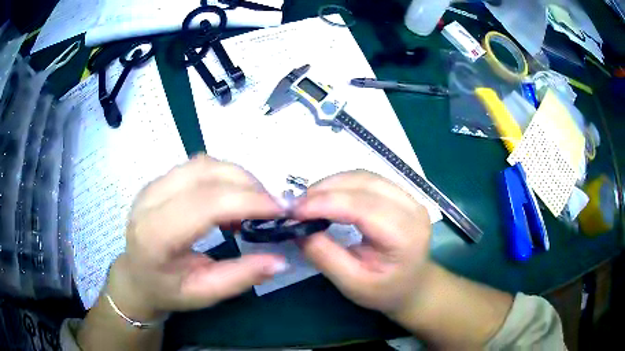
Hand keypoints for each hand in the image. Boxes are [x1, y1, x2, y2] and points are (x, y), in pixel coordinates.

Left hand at [106, 155, 287, 319]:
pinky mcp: (159, 180)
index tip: (281, 210)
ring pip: (203, 163)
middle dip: (248, 184)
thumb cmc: (167, 290)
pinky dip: (224, 176)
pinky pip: (198, 166)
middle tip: (273, 207)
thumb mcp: (204, 294)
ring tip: (255, 202)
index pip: (204, 204)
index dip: (246, 200)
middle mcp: (149, 201)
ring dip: (237, 177)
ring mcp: (152, 185)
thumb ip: (241, 277)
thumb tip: (279, 261)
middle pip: (205, 173)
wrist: (136, 276)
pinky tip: (233, 198)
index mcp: (156, 236)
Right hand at [294, 171, 432, 316]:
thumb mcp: (352, 284)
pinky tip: (327, 197)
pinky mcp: (402, 194)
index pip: (363, 207)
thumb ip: (324, 256)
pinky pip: (367, 180)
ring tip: (308, 202)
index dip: (325, 203)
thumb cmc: (385, 291)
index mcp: (405, 235)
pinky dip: (342, 185)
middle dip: (325, 190)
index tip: (293, 210)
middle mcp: (412, 208)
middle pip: (364, 183)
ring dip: (332, 184)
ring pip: (364, 177)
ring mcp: (410, 197)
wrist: (413, 286)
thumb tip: (296, 228)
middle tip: (296, 206)